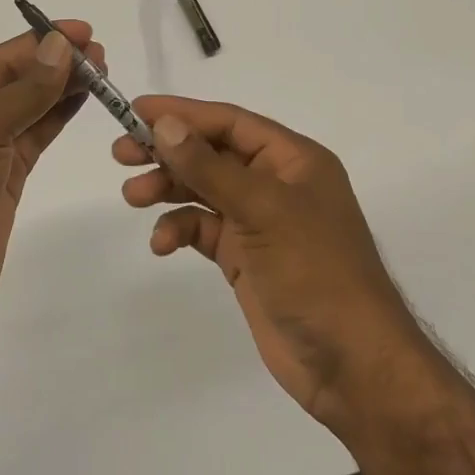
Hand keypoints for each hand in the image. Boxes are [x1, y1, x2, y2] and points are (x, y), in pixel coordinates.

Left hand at [0, 22, 101, 354]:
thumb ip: (23, 91)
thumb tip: (59, 45)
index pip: (1, 59)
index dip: (42, 41)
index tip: (85, 31)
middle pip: (16, 80)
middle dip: (56, 63)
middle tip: (102, 54)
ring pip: (29, 108)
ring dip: (61, 88)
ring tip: (101, 73)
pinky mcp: (2, 182)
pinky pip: (34, 139)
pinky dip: (57, 118)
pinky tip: (80, 103)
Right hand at [115, 96, 426, 438]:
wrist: (352, 365)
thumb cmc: (315, 272)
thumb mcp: (262, 210)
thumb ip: (209, 167)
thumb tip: (164, 124)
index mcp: (292, 159)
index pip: (229, 121)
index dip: (182, 113)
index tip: (136, 109)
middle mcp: (275, 183)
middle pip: (212, 153)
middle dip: (168, 151)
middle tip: (121, 153)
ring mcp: (260, 222)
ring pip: (203, 190)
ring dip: (168, 188)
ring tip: (133, 196)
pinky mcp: (245, 257)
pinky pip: (204, 230)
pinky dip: (180, 230)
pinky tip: (161, 243)